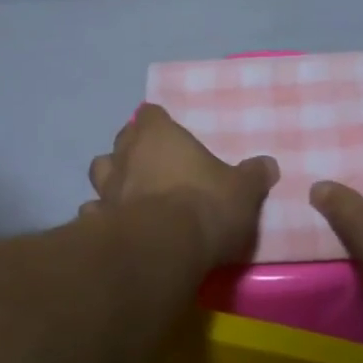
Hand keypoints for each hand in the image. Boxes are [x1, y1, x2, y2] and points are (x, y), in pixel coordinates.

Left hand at [85, 104, 278, 264]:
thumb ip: (253, 175)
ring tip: (131, 193)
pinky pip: (95, 211)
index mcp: (159, 136)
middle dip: (134, 148)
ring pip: (101, 171)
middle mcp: (127, 154)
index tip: (169, 133)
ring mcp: (107, 187)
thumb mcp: (243, 190)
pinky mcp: (96, 221)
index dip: (159, 122)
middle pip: (123, 139)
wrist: (162, 248)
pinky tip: (116, 227)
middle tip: (153, 163)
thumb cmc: (205, 205)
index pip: (152, 114)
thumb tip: (268, 164)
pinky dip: (103, 216)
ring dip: (113, 179)